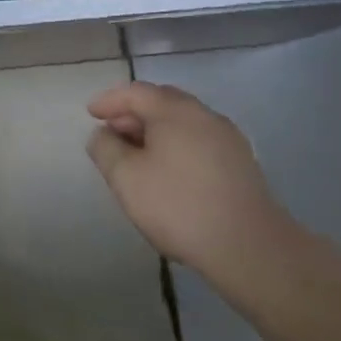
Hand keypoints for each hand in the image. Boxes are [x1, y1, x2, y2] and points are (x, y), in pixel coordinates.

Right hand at [86, 82, 293, 275]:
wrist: (250, 248)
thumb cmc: (179, 205)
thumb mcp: (126, 177)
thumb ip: (105, 148)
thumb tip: (103, 134)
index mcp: (175, 111)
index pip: (135, 92)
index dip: (109, 100)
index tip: (91, 113)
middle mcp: (204, 115)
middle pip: (162, 103)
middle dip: (133, 114)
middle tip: (112, 131)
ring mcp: (228, 139)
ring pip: (183, 123)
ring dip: (156, 131)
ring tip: (137, 154)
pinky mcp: (242, 164)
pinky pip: (199, 141)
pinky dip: (177, 146)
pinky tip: (169, 172)